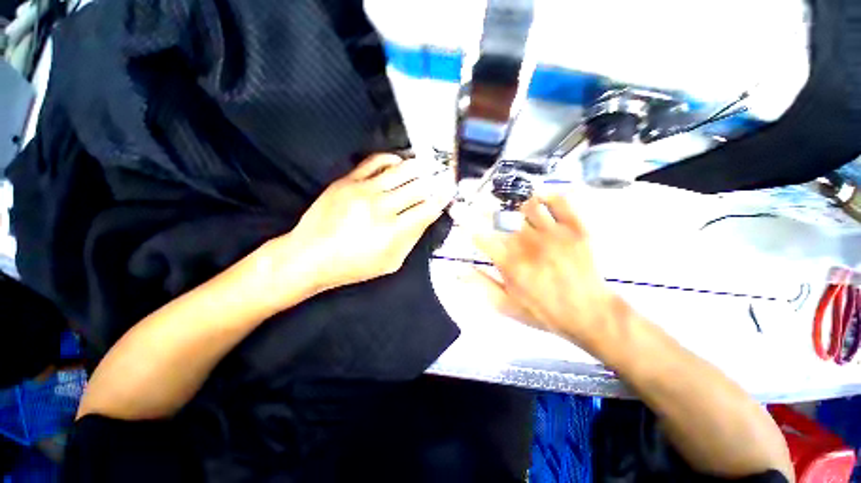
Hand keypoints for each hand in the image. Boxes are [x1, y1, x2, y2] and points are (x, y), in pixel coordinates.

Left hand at [286, 154, 455, 291]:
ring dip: (420, 167)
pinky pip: (375, 161)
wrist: (310, 256)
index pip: (428, 208)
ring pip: (401, 170)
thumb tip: (426, 217)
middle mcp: (382, 207)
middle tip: (444, 176)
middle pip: (419, 186)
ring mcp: (363, 190)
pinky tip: (400, 162)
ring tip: (429, 165)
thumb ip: (412, 238)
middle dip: (435, 181)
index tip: (449, 192)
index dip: (442, 198)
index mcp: (394, 231)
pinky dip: (391, 158)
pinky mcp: (348, 180)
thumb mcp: (390, 262)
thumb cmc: (353, 266)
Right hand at [471, 196, 628, 349]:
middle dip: (483, 205)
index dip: (464, 219)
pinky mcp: (576, 228)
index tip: (456, 210)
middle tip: (477, 200)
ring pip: (527, 204)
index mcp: (509, 262)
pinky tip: (540, 198)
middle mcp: (527, 242)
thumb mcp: (506, 306)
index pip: (479, 234)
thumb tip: (459, 270)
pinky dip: (548, 195)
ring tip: (509, 203)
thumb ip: (482, 285)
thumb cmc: (544, 312)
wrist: (589, 314)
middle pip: (500, 215)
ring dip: (514, 202)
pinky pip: (560, 201)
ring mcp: (553, 233)